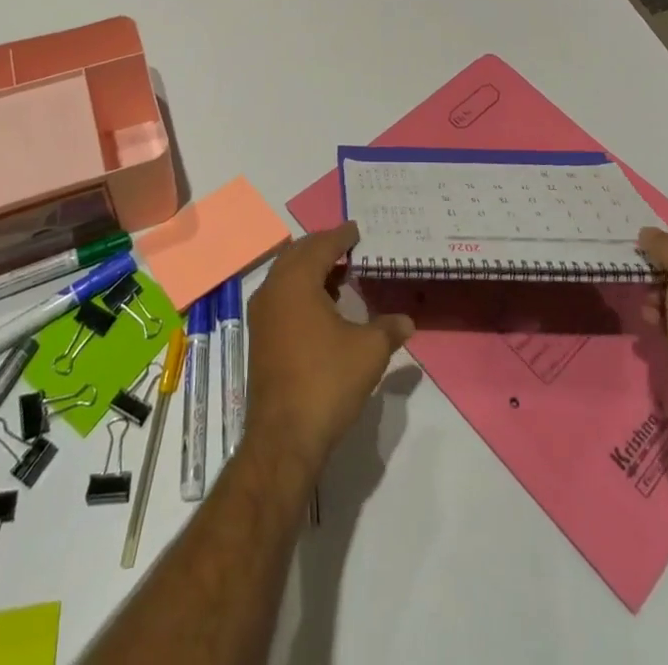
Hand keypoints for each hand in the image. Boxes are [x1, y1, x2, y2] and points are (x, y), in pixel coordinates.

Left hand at [244, 222, 414, 474]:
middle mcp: (273, 290)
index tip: (357, 229)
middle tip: (349, 246)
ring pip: (287, 276)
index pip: (321, 245)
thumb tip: (406, 321)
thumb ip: (388, 328)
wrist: (284, 437)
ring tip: (341, 275)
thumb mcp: (369, 351)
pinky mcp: (261, 338)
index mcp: (296, 281)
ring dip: (311, 269)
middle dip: (323, 247)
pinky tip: (324, 306)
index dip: (341, 236)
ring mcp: (262, 315)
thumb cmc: (327, 381)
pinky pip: (282, 297)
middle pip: (298, 254)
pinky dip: (302, 290)